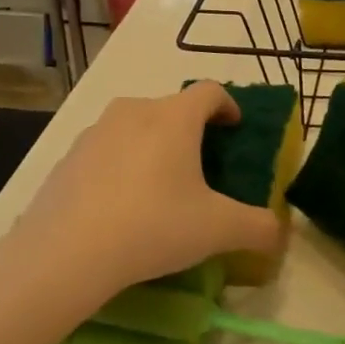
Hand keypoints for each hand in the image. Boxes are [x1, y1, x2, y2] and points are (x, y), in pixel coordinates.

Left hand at [13, 82, 281, 303]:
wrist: (65, 252)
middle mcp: (135, 111)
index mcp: (175, 117)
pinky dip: (119, 166)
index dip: (228, 105)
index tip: (234, 127)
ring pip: (135, 126)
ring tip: (158, 185)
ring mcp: (95, 132)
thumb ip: (258, 228)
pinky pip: (104, 151)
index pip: (210, 91)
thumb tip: (279, 233)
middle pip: (171, 107)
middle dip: (190, 129)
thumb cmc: (153, 225)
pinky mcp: (66, 157)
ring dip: (152, 144)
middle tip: (200, 164)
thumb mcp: (218, 230)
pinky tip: (119, 205)